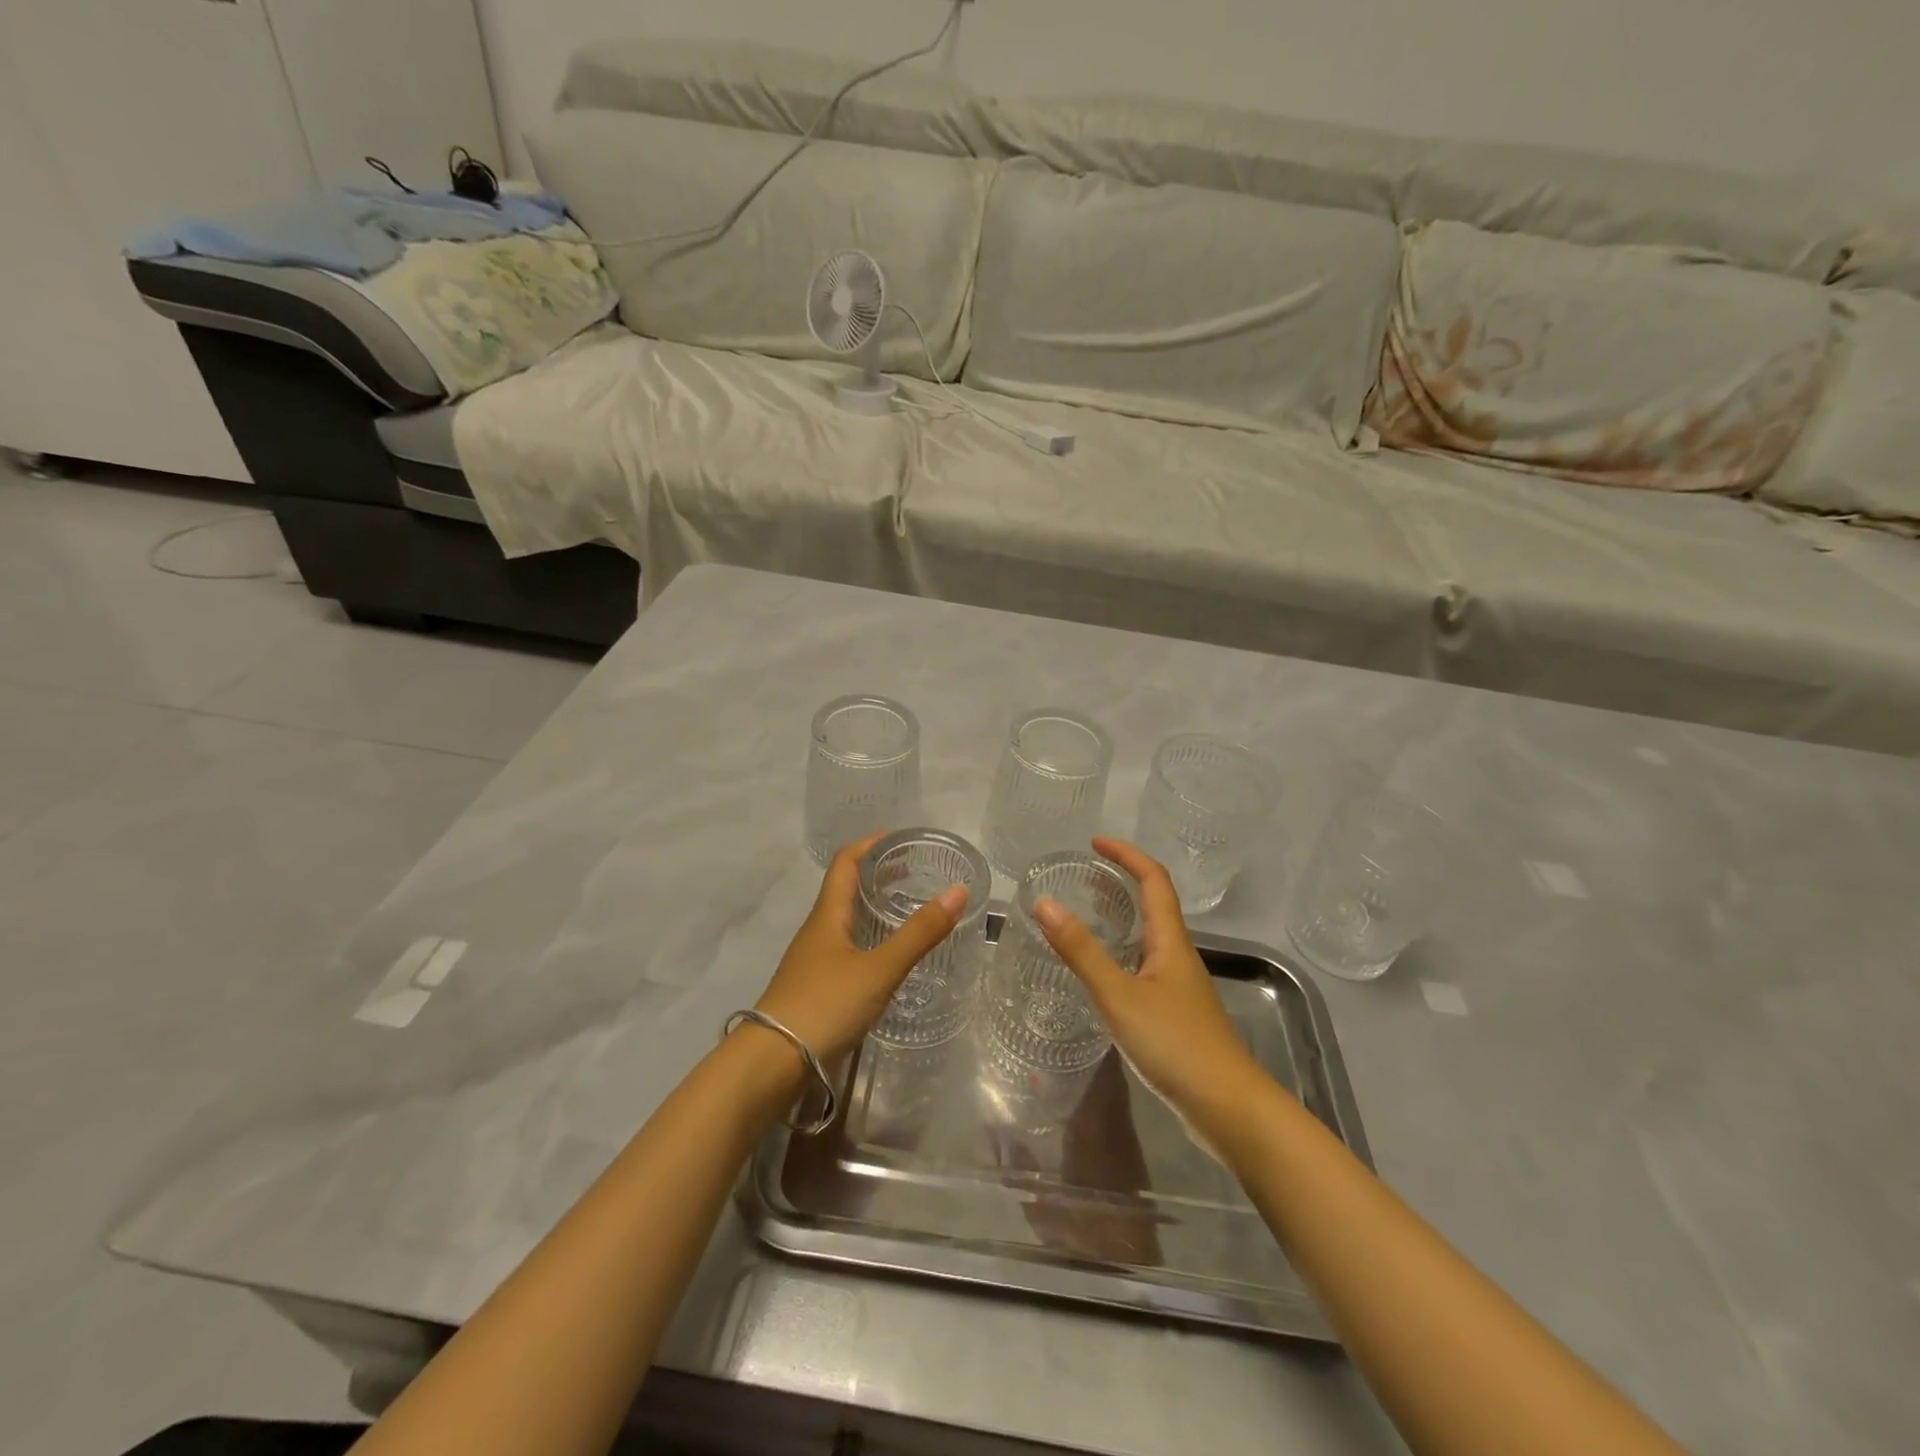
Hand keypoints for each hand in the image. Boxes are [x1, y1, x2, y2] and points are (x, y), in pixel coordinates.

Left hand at [754, 834, 968, 1066]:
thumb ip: (919, 933)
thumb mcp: (879, 969)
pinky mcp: (815, 988)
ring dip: (874, 907)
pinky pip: (846, 948)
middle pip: (846, 888)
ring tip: (908, 910)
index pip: (846, 862)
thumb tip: (958, 891)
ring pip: (846, 920)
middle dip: (879, 874)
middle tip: (916, 873)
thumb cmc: (824, 1006)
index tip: (903, 838)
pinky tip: (888, 958)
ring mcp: (813, 961)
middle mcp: (818, 931)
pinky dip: (870, 938)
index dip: (871, 843)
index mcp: (828, 915)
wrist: (772, 1064)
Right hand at [1033, 837, 1266, 1134]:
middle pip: (1155, 904)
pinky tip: (1102, 974)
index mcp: (1171, 941)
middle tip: (1082, 879)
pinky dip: (1122, 952)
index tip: (1095, 843)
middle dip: (1123, 882)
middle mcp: (1179, 955)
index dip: (1128, 855)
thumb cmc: (1176, 1045)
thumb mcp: (1119, 995)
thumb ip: (1081, 951)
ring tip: (1085, 917)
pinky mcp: (1177, 1013)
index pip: (1154, 880)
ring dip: (1122, 918)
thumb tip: (1044, 903)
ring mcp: (1180, 986)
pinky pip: (1146, 965)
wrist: (1229, 1108)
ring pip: (1150, 937)